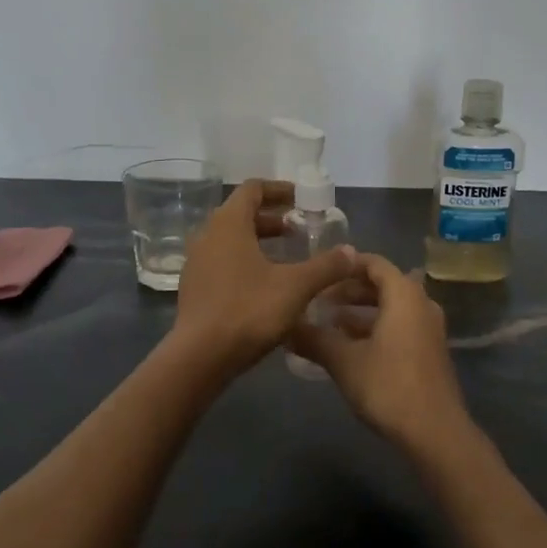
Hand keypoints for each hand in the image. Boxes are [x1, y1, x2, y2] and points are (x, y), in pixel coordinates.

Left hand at [172, 179, 357, 377]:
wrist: (200, 357)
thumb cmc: (248, 310)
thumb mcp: (296, 287)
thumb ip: (326, 266)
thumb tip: (352, 252)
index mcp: (228, 224)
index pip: (252, 189)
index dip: (279, 190)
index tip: (302, 199)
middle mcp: (207, 236)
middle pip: (240, 214)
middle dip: (272, 218)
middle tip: (299, 229)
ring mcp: (197, 263)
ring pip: (231, 240)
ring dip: (259, 241)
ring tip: (287, 256)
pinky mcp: (194, 288)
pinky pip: (222, 262)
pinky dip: (245, 262)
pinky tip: (266, 284)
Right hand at [289, 254, 474, 459]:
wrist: (434, 431)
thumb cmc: (388, 385)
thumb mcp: (344, 360)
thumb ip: (314, 339)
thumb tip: (285, 327)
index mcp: (404, 295)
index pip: (374, 263)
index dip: (345, 265)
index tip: (319, 273)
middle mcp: (421, 304)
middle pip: (383, 284)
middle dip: (349, 290)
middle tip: (318, 300)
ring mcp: (429, 329)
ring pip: (391, 308)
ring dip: (361, 312)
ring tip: (328, 323)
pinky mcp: (429, 352)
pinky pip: (399, 326)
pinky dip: (375, 328)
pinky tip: (351, 347)